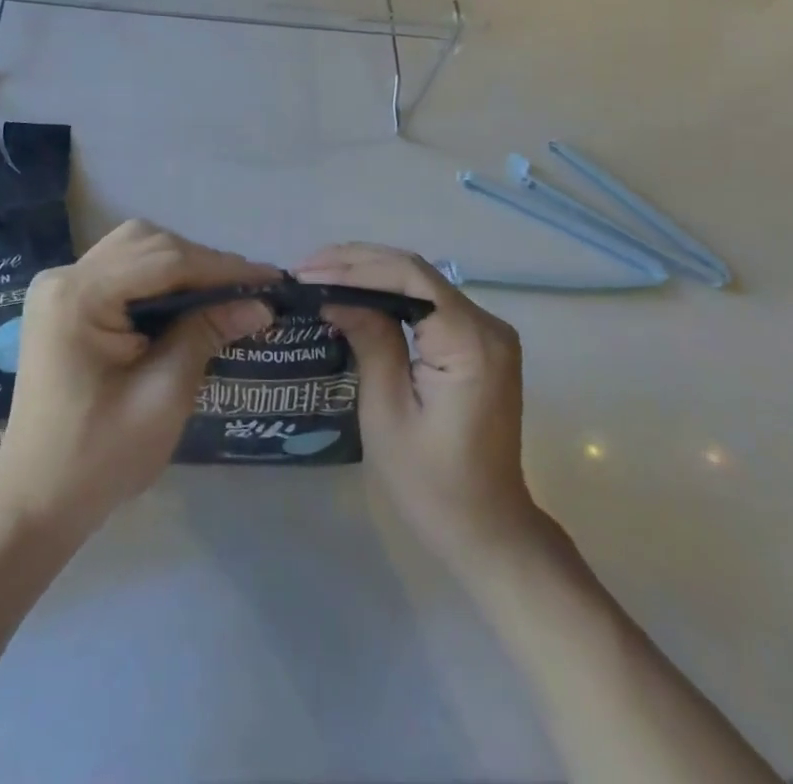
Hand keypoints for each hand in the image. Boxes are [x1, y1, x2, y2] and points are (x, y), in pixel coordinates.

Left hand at [0, 221, 275, 535]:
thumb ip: (206, 335)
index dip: (221, 268)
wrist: (35, 501)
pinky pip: (121, 271)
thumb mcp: (163, 396)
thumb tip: (259, 304)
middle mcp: (63, 277)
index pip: (164, 261)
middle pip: (147, 244)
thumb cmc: (99, 458)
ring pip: (136, 250)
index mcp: (78, 297)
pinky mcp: (65, 302)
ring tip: (223, 294)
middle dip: (201, 263)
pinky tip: (186, 301)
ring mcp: (59, 287)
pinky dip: (158, 279)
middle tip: (248, 290)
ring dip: (182, 266)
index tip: (269, 279)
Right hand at [297, 243, 543, 564]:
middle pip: (415, 271)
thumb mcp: (387, 411)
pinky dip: (389, 291)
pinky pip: (428, 301)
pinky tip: (354, 291)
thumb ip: (369, 340)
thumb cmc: (431, 482)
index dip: (354, 267)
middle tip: (305, 269)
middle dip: (356, 263)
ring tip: (320, 273)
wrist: (487, 529)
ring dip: (369, 272)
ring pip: (421, 280)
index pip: (408, 277)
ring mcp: (487, 331)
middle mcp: (487, 324)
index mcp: (469, 341)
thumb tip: (335, 295)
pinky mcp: (479, 342)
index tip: (307, 273)